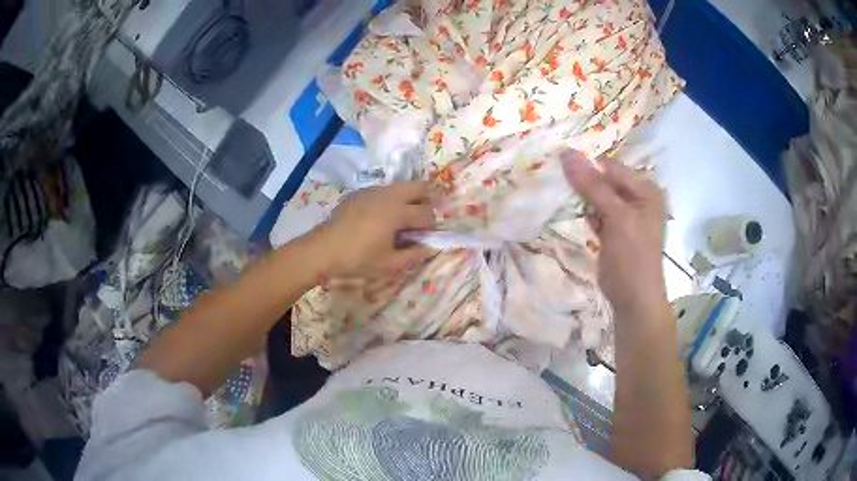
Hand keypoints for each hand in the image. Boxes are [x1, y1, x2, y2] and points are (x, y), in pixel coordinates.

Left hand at [314, 181, 435, 277]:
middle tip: (421, 219)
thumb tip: (430, 248)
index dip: (431, 226)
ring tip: (402, 219)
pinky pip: (383, 190)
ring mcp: (372, 191)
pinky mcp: (360, 192)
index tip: (425, 238)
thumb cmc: (358, 259)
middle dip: (426, 201)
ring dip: (408, 198)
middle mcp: (388, 195)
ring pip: (400, 186)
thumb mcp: (389, 264)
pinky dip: (390, 199)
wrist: (323, 249)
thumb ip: (414, 255)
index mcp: (397, 212)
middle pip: (418, 187)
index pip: (426, 213)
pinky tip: (380, 217)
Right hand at [560, 150, 667, 317]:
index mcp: (645, 190)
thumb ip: (593, 186)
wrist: (633, 300)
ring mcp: (625, 216)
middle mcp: (637, 199)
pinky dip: (586, 214)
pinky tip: (576, 216)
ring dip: (582, 198)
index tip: (559, 164)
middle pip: (604, 181)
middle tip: (557, 180)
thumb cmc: (632, 256)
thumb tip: (566, 154)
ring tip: (563, 195)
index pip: (611, 168)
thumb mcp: (616, 217)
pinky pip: (597, 214)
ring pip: (598, 198)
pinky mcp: (614, 232)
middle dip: (583, 182)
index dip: (587, 165)